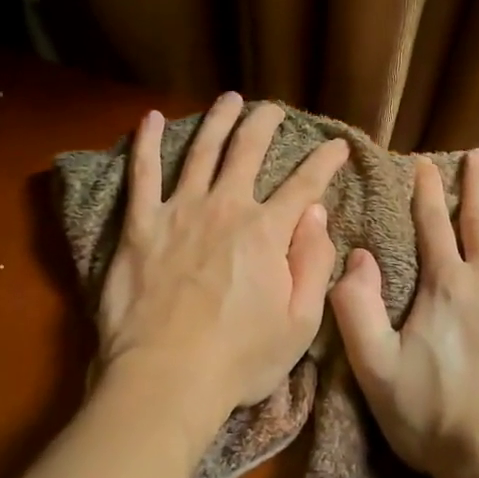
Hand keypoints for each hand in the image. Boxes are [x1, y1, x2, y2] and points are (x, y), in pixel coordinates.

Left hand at [95, 93, 349, 447]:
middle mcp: (225, 208)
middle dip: (265, 124)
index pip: (304, 185)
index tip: (338, 145)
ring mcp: (180, 211)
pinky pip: (141, 174)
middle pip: (248, 152)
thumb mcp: (300, 323)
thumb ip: (313, 263)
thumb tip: (317, 214)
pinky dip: (145, 142)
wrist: (166, 377)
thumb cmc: (238, 359)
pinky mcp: (140, 225)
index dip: (325, 161)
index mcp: (267, 232)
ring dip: (218, 120)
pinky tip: (148, 117)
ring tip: (229, 100)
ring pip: (201, 151)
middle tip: (273, 109)